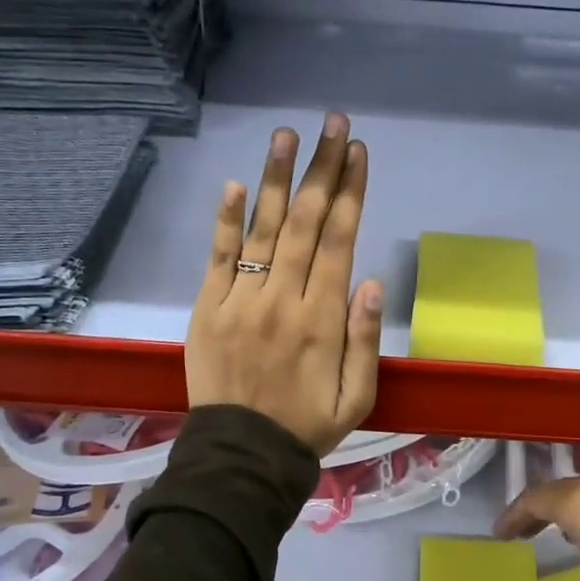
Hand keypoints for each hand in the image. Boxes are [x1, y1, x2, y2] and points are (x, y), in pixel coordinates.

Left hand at [186, 112, 382, 456]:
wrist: (241, 456)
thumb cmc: (307, 426)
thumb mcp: (357, 397)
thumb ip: (365, 340)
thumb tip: (371, 282)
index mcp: (323, 319)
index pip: (339, 241)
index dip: (350, 192)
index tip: (358, 152)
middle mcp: (283, 299)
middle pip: (306, 223)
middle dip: (322, 169)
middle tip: (332, 124)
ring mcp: (241, 301)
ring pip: (264, 229)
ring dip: (277, 179)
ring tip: (287, 135)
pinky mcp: (207, 308)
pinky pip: (219, 257)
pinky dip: (227, 220)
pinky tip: (237, 184)